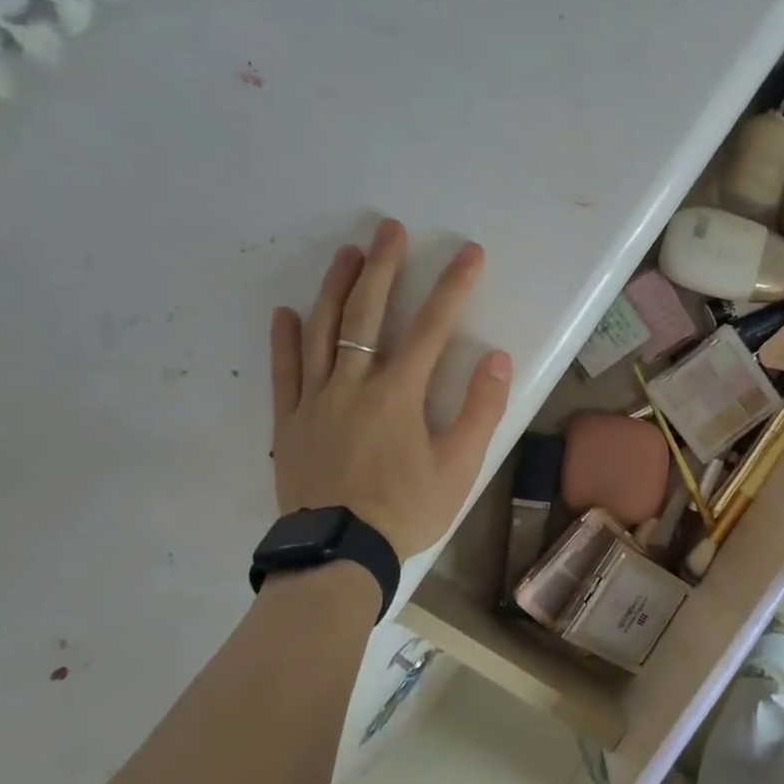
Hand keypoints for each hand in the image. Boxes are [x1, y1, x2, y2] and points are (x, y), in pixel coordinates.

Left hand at [270, 219, 513, 558]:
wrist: (339, 555)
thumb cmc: (406, 511)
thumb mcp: (459, 467)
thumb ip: (480, 410)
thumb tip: (497, 359)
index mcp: (398, 394)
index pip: (432, 328)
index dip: (453, 287)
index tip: (469, 253)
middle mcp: (354, 384)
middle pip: (368, 314)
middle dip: (384, 267)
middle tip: (391, 228)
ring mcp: (316, 400)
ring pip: (323, 331)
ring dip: (336, 288)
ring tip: (348, 253)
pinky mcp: (291, 421)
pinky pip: (285, 372)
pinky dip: (286, 340)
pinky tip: (286, 312)